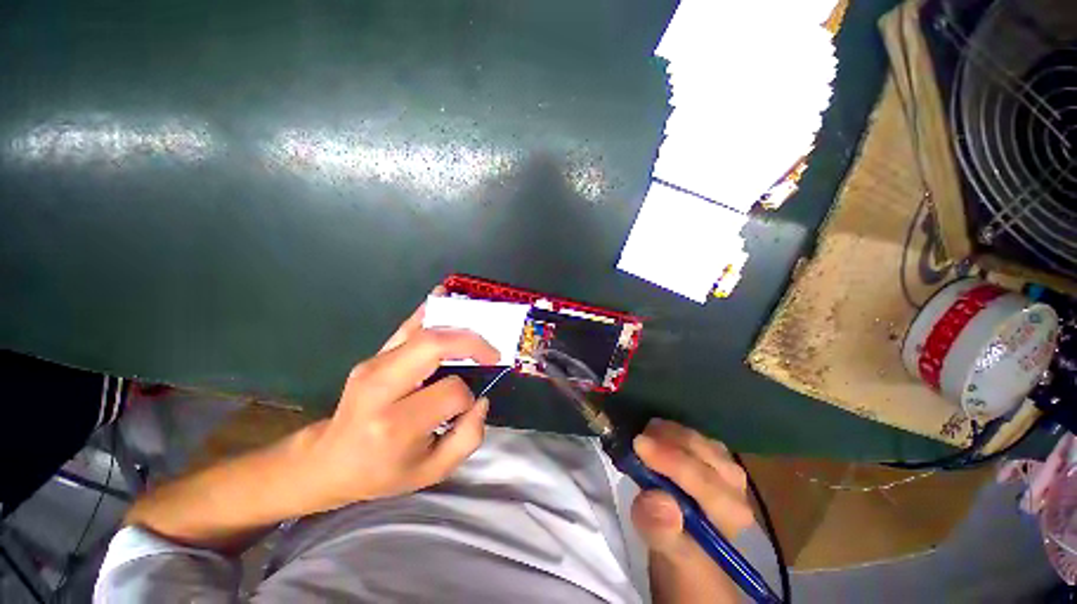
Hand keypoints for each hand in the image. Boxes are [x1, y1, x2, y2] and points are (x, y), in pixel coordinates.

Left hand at [300, 291, 498, 510]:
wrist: (329, 460)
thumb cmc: (382, 471)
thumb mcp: (431, 472)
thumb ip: (468, 438)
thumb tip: (481, 399)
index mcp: (396, 424)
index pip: (451, 392)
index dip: (469, 397)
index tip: (468, 407)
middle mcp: (381, 388)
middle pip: (434, 346)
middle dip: (471, 343)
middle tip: (491, 352)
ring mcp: (373, 366)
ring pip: (423, 332)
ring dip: (458, 326)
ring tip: (480, 330)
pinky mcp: (373, 356)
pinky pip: (406, 327)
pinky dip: (429, 311)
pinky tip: (445, 296)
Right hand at [631, 420, 754, 601]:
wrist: (690, 539)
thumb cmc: (678, 546)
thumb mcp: (665, 549)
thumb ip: (660, 530)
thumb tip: (658, 501)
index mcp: (730, 511)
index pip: (700, 478)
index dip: (667, 458)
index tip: (637, 443)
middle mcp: (735, 484)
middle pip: (698, 450)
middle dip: (664, 439)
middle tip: (635, 438)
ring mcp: (727, 464)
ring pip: (694, 436)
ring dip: (666, 433)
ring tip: (643, 438)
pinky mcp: (715, 453)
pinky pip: (691, 433)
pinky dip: (669, 431)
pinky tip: (656, 436)